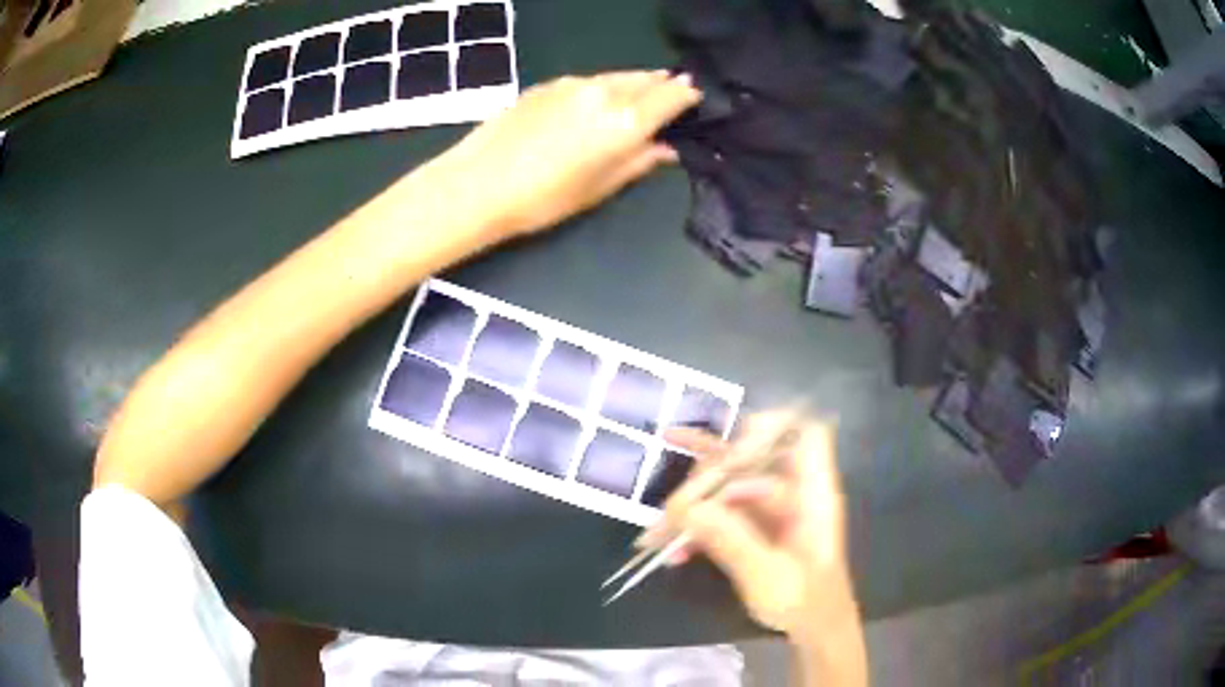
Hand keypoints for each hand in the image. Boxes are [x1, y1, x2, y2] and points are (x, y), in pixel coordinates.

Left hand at [435, 71, 700, 237]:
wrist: (477, 184)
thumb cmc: (543, 198)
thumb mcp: (599, 188)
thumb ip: (638, 162)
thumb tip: (666, 149)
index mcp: (625, 121)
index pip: (671, 95)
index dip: (688, 95)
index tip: (696, 99)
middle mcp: (605, 92)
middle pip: (647, 79)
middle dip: (664, 84)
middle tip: (675, 91)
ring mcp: (573, 84)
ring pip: (617, 76)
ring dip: (635, 82)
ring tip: (642, 91)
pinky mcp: (547, 85)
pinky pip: (590, 80)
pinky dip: (604, 86)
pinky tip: (598, 100)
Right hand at [644, 411, 859, 640]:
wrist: (815, 630)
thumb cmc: (805, 601)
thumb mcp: (767, 575)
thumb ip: (730, 539)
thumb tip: (685, 506)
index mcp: (812, 495)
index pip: (807, 436)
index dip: (774, 427)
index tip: (731, 439)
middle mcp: (792, 494)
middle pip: (753, 460)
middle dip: (708, 474)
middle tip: (672, 503)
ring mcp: (773, 512)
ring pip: (729, 488)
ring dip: (693, 505)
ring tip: (658, 528)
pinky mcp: (756, 530)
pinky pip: (722, 517)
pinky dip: (698, 530)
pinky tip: (673, 552)